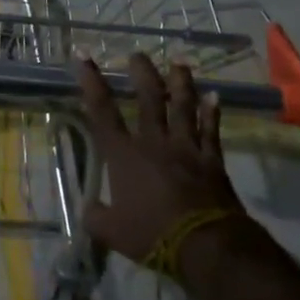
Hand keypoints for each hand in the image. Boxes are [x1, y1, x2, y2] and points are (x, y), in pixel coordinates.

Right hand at [77, 53, 244, 263]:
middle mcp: (154, 142)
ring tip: (179, 63)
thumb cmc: (152, 235)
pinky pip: (212, 131)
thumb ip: (96, 217)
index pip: (102, 110)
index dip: (91, 81)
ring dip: (181, 83)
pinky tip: (214, 96)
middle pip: (148, 99)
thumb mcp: (111, 232)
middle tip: (138, 55)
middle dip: (142, 73)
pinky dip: (213, 113)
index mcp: (124, 155)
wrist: (205, 245)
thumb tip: (88, 208)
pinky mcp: (211, 160)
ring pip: (183, 106)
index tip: (84, 54)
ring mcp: (186, 148)